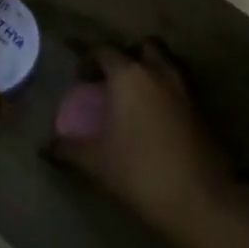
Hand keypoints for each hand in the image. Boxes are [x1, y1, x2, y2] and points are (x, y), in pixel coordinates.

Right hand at [50, 43, 238, 238]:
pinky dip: (164, 95)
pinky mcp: (200, 110)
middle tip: (110, 82)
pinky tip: (153, 119)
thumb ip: (68, 147)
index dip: (89, 61)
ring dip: (149, 74)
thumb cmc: (138, 170)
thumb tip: (48, 145)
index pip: (105, 52)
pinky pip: (177, 89)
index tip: (80, 79)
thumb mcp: (95, 160)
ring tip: (132, 99)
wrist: (197, 198)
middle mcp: (158, 73)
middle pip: (142, 49)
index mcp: (129, 75)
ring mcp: (184, 90)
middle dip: (126, 59)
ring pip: (164, 67)